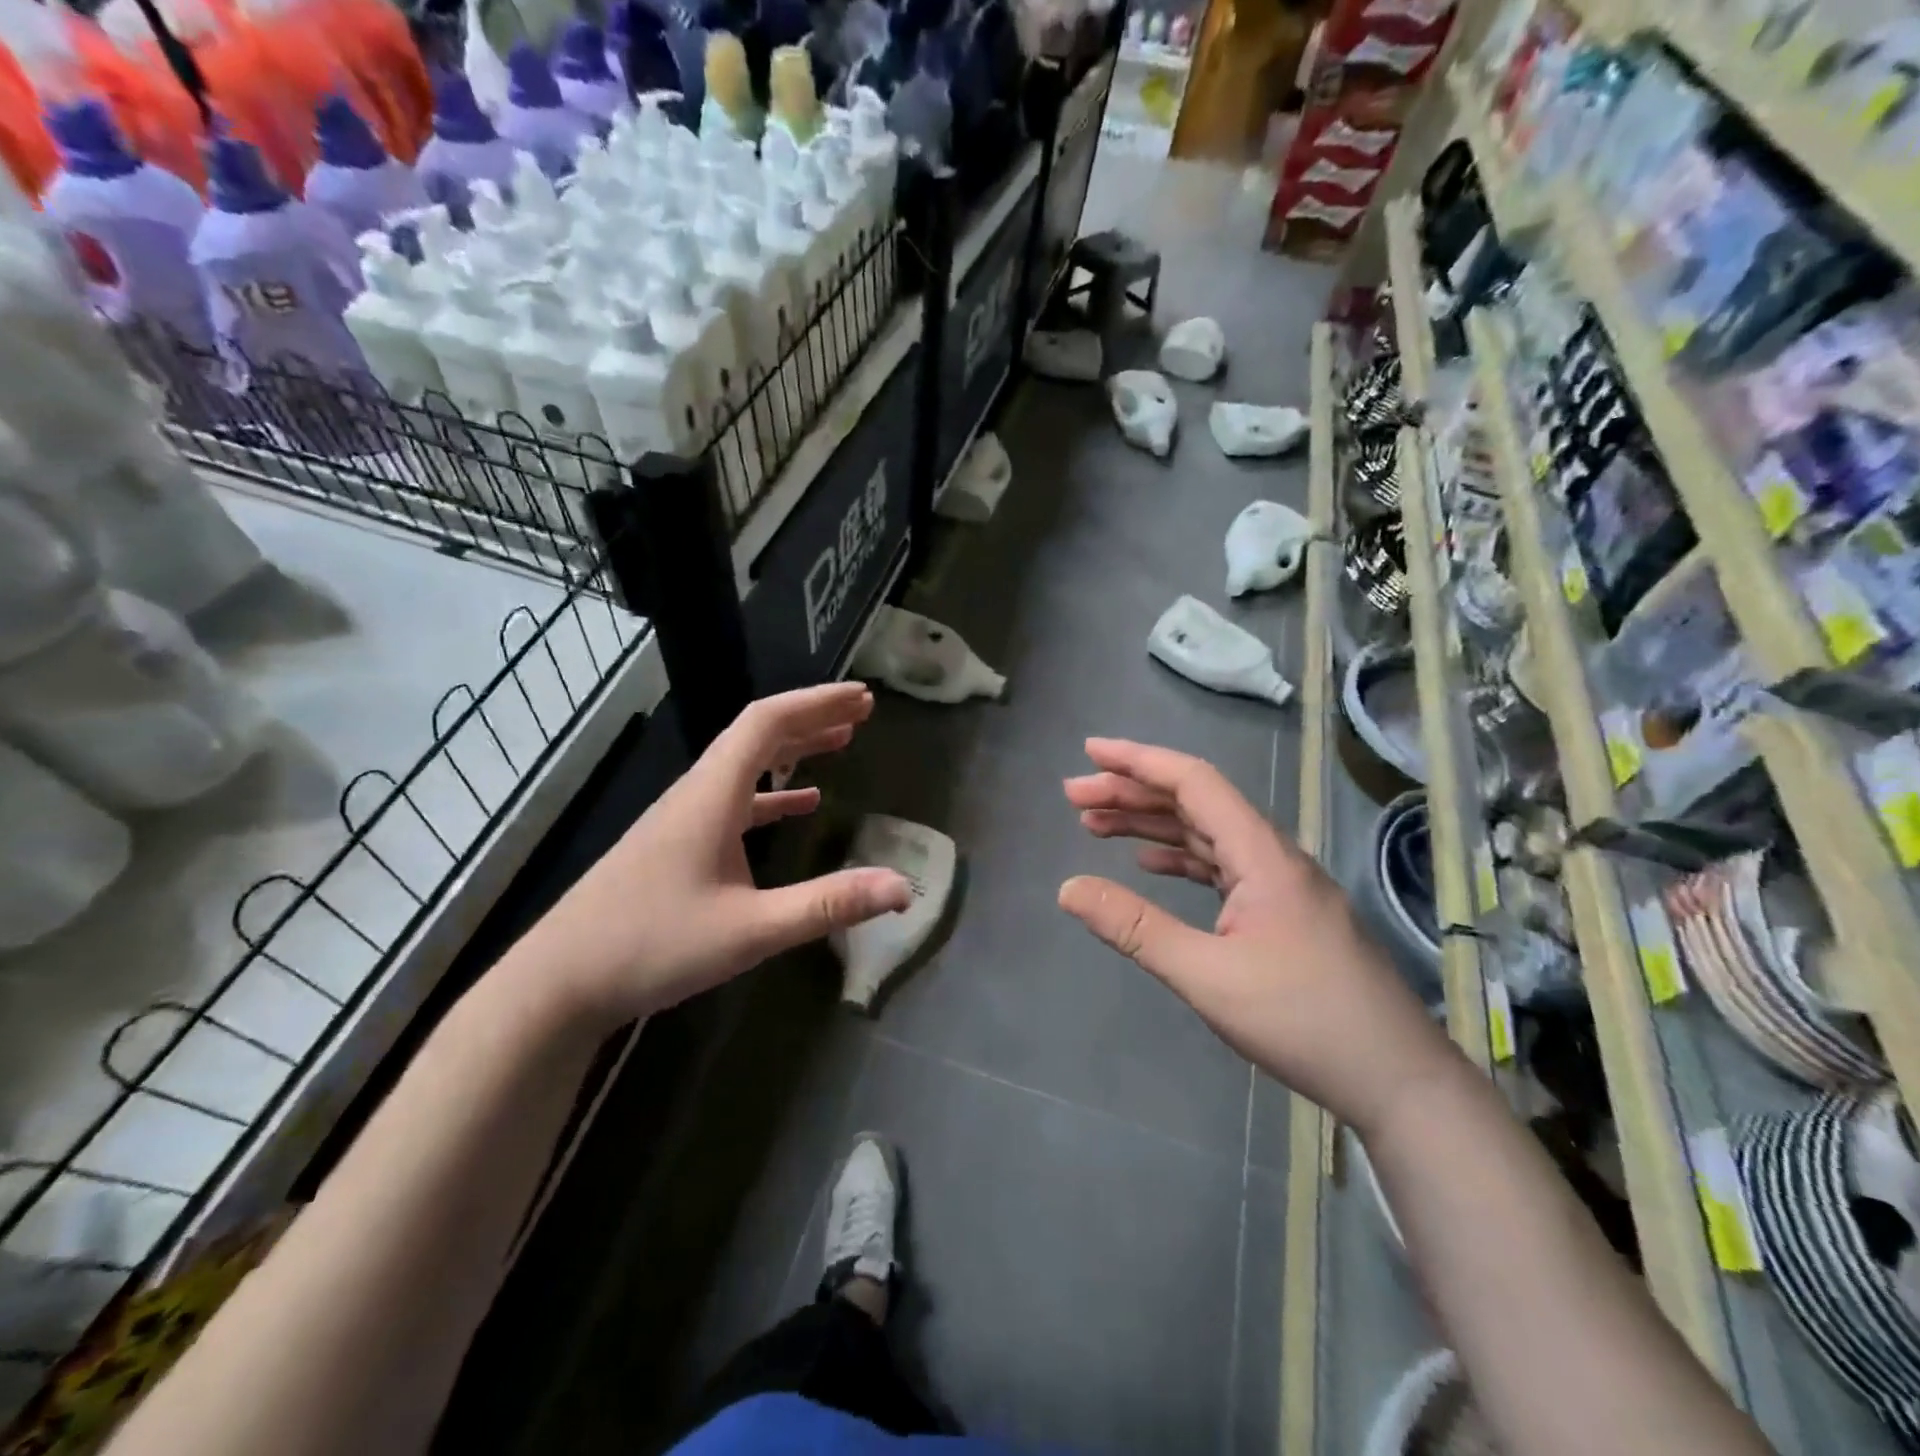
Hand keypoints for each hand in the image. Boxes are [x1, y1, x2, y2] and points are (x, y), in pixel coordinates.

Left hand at [513, 683, 912, 1022]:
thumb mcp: (751, 930)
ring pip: (745, 764)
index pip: (766, 723)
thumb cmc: (652, 946)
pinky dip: (773, 792)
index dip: (816, 703)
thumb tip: (901, 888)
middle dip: (811, 716)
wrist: (559, 983)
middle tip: (861, 711)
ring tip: (839, 742)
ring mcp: (683, 819)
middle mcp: (697, 794)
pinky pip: (735, 800)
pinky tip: (801, 803)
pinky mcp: (677, 845)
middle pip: (757, 734)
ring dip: (793, 748)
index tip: (862, 698)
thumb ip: (828, 905)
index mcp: (712, 795)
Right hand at [1059, 738, 1458, 1134]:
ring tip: (1096, 827)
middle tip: (1075, 798)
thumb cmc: (1302, 1020)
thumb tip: (1067, 888)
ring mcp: (1281, 886)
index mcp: (1261, 854)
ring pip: (1207, 835)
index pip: (1194, 782)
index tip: (1090, 752)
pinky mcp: (1283, 914)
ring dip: (1152, 825)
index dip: (1138, 761)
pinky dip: (1180, 859)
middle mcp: (1273, 856)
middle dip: (1132, 793)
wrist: (1396, 1080)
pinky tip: (1151, 866)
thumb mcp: (1206, 976)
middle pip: (1196, 803)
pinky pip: (1221, 867)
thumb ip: (1135, 928)